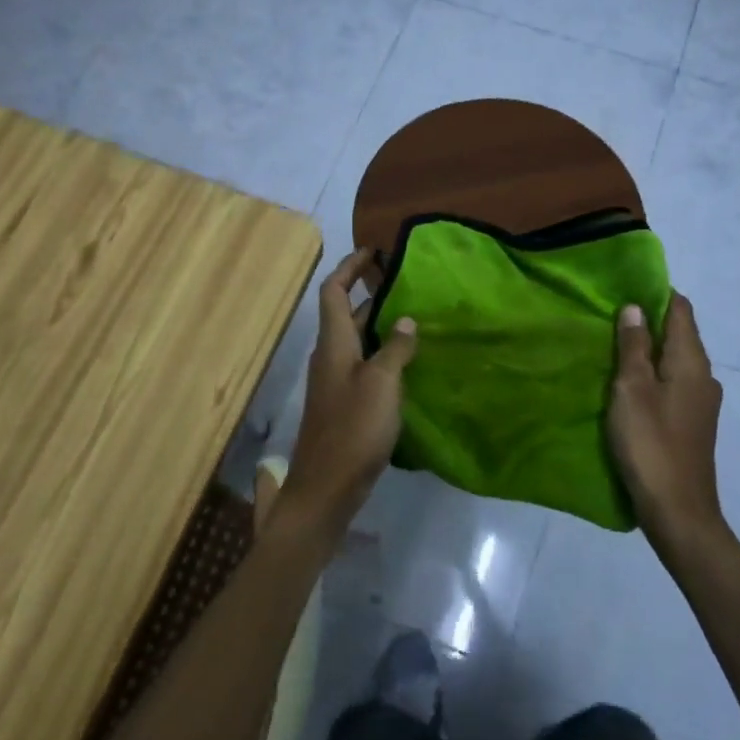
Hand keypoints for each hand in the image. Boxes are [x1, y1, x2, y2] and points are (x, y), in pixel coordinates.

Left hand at [277, 249, 418, 541]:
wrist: (326, 488)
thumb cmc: (353, 429)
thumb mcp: (382, 384)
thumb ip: (395, 348)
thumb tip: (405, 320)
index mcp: (333, 344)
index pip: (333, 291)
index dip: (349, 267)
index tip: (373, 252)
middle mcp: (330, 356)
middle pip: (344, 313)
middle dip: (368, 292)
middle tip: (404, 283)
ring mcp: (336, 381)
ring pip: (356, 339)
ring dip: (378, 323)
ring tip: (413, 316)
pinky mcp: (345, 404)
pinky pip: (363, 364)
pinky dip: (381, 352)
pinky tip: (408, 361)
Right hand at [608, 293, 725, 547]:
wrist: (678, 511)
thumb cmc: (651, 444)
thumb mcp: (631, 389)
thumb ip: (634, 347)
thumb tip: (635, 308)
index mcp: (692, 362)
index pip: (681, 310)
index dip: (656, 293)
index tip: (624, 287)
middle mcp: (703, 377)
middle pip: (679, 334)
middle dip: (649, 320)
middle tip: (609, 314)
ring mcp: (700, 402)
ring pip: (674, 361)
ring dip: (648, 349)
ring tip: (613, 345)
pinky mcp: (691, 423)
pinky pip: (672, 383)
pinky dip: (652, 374)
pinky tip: (627, 383)